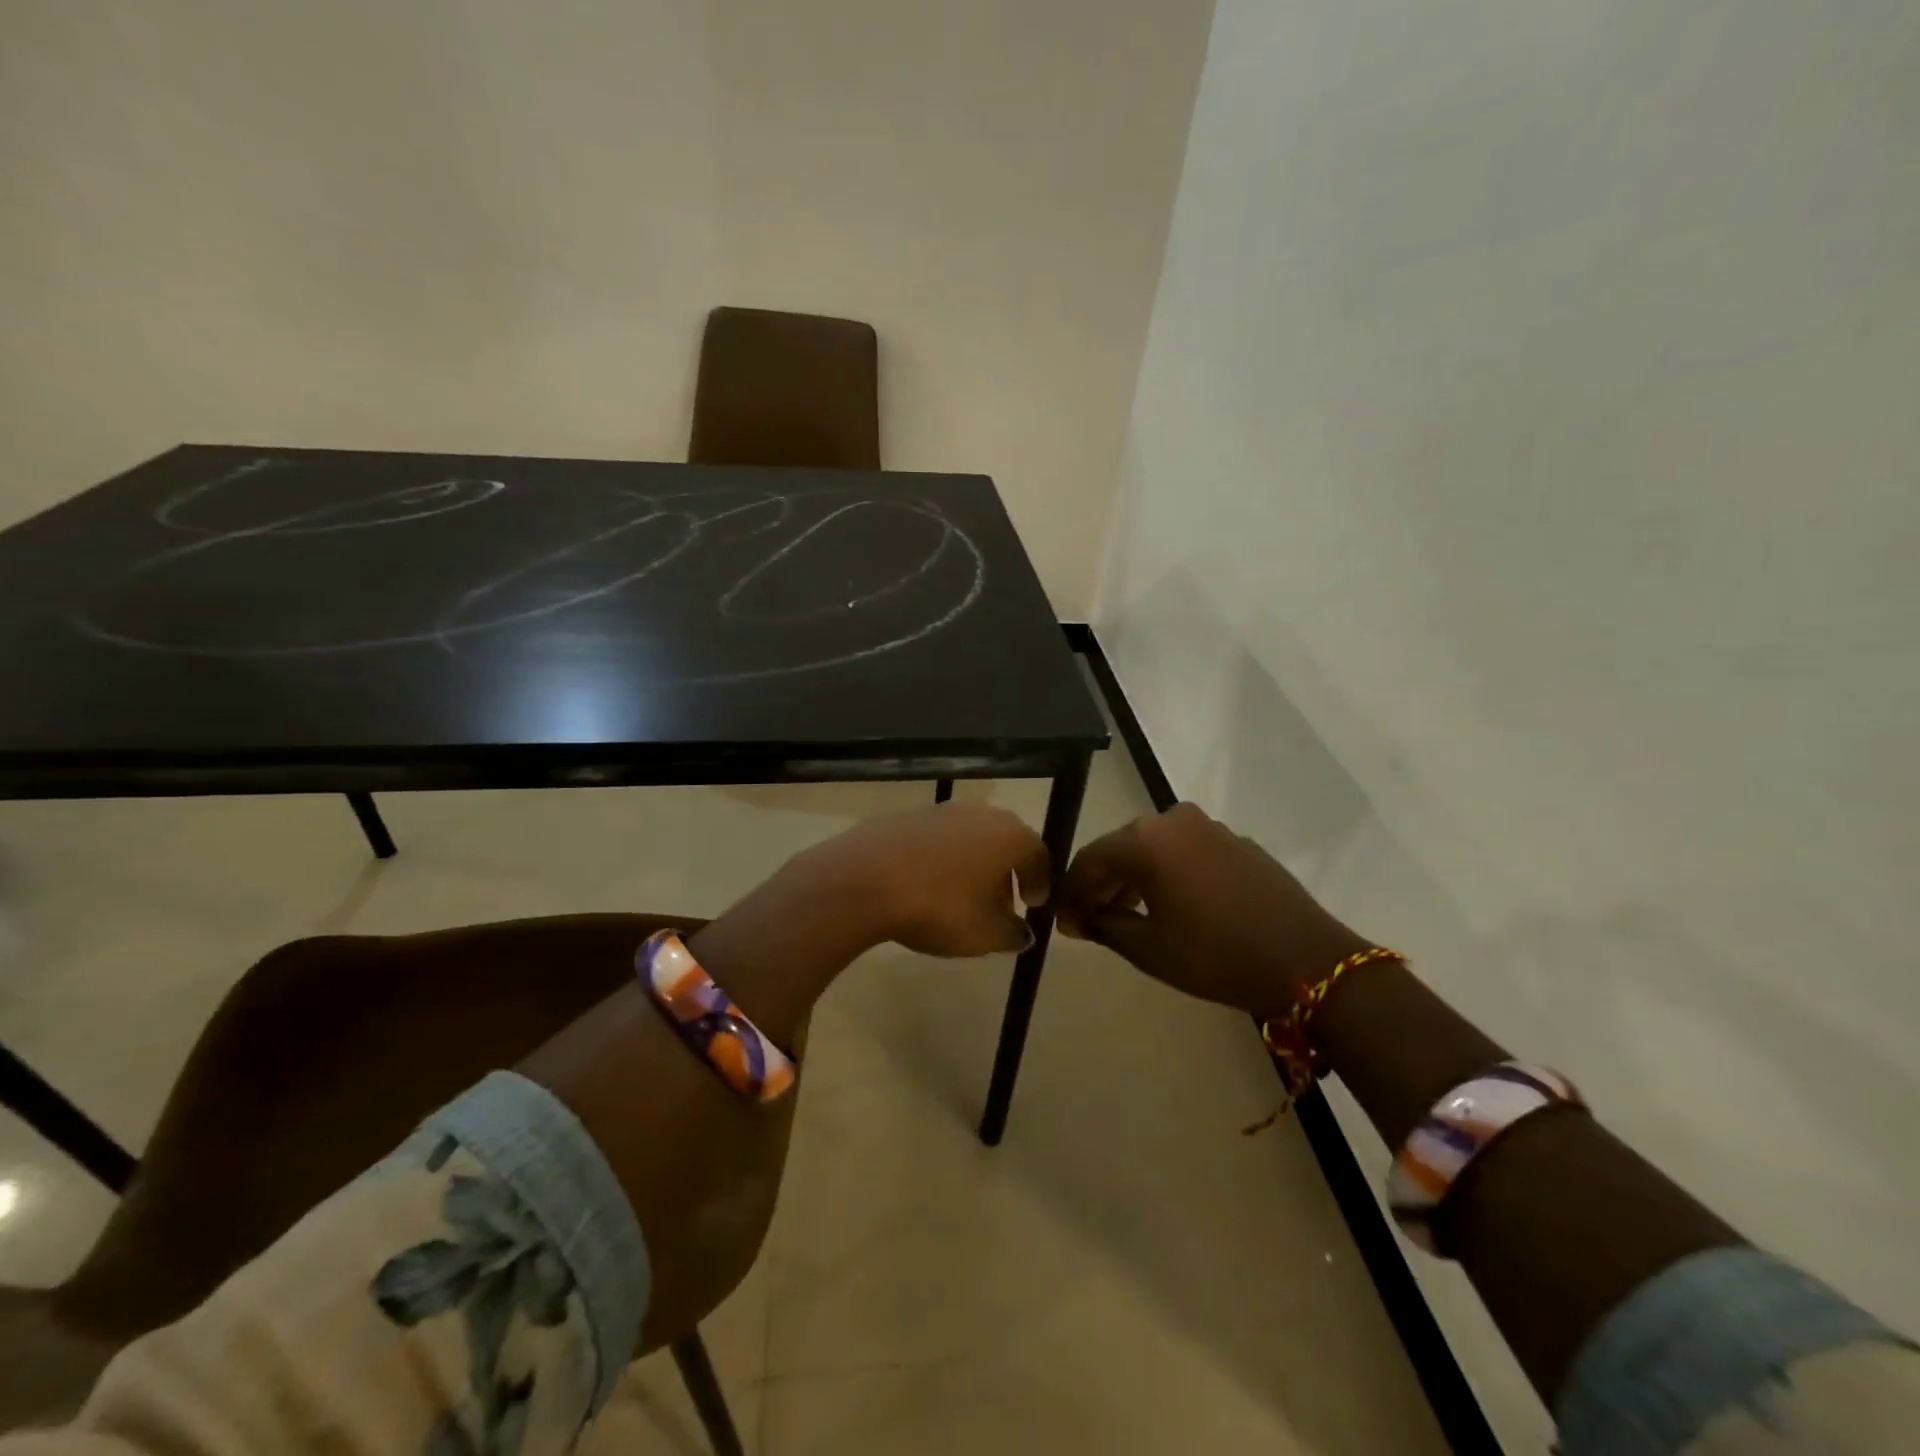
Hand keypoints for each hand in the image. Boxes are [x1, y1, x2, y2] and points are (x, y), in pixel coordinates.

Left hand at [797, 802, 1050, 957]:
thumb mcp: (985, 934)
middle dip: (1006, 873)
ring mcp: (940, 810)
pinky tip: (927, 887)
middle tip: (1000, 906)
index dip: (1040, 881)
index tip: (1032, 905)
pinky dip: (942, 861)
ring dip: (973, 866)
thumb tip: (1023, 933)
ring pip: (969, 839)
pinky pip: (936, 840)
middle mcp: (980, 814)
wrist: (865, 879)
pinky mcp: (906, 817)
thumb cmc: (940, 907)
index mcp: (1009, 835)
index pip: (1038, 854)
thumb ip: (1012, 934)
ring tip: (961, 900)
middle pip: (1004, 842)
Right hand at [1057, 802, 1372, 1017]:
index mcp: (1145, 839)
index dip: (1071, 893)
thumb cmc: (1216, 955)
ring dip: (1135, 878)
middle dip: (1101, 884)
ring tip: (1127, 916)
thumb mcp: (1149, 948)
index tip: (1063, 922)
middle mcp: (1173, 819)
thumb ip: (1104, 925)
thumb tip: (1079, 919)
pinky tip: (1171, 905)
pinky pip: (1185, 851)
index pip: (1089, 860)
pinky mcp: (1236, 840)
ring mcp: (1208, 826)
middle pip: (1121, 849)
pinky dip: (1168, 873)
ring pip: (1154, 848)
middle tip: (1089, 921)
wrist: (1306, 960)